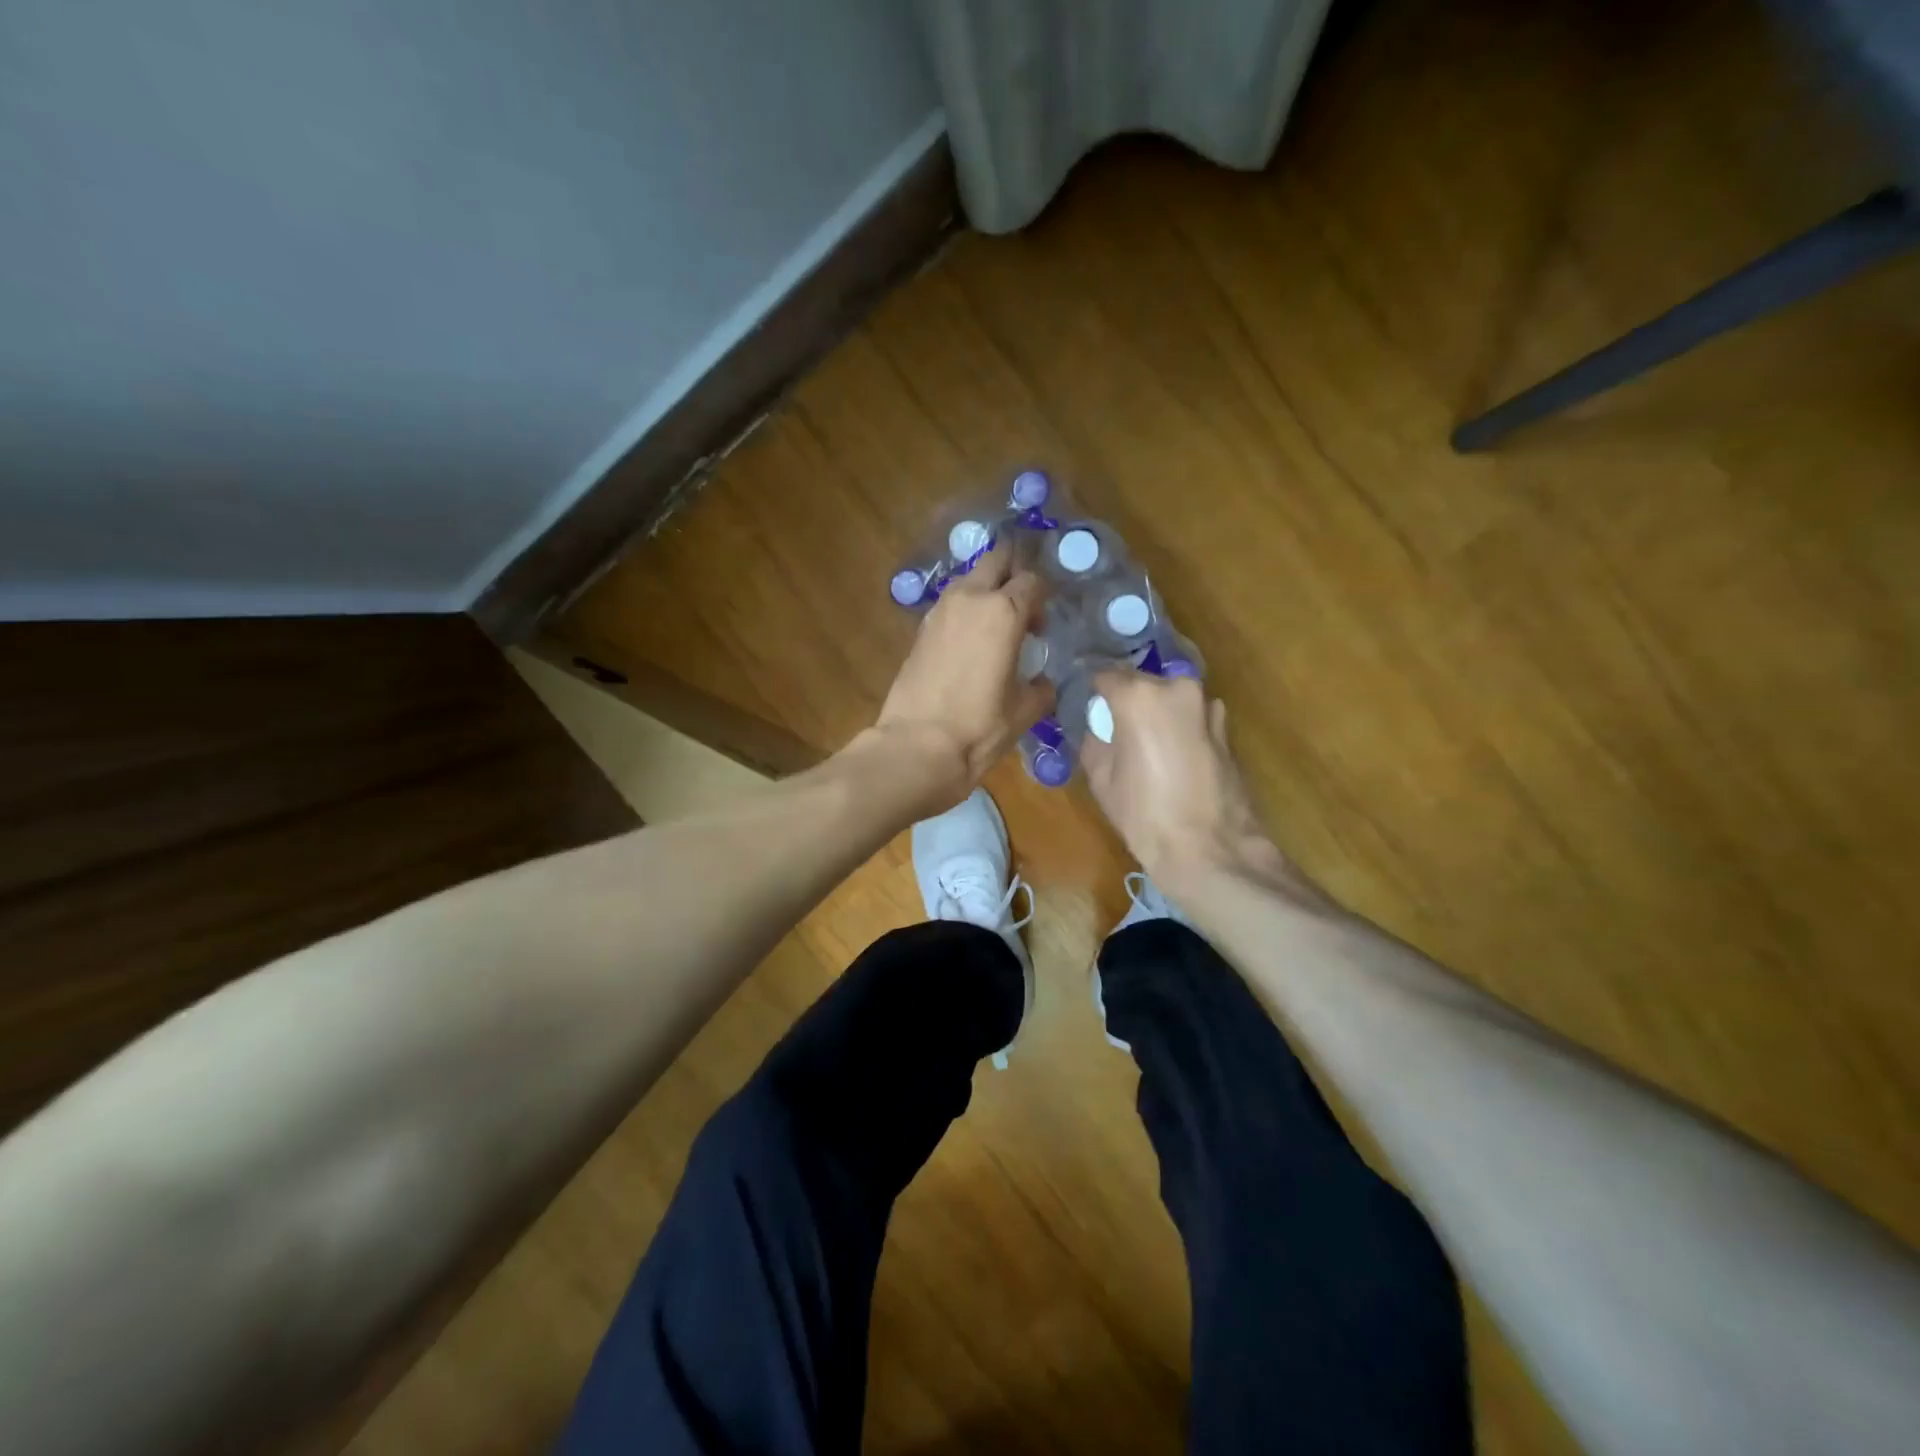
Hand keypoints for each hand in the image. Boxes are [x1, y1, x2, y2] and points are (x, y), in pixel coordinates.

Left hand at [871, 539, 1054, 805]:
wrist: (917, 746)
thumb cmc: (979, 727)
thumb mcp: (1024, 710)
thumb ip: (1041, 688)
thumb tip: (1042, 682)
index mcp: (1004, 611)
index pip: (1032, 581)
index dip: (1043, 598)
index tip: (1044, 626)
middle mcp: (970, 598)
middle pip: (997, 561)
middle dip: (1013, 571)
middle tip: (1023, 604)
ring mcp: (940, 611)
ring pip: (969, 579)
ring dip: (986, 590)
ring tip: (997, 625)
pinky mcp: (920, 629)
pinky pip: (951, 604)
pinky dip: (965, 610)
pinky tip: (972, 641)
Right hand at [1080, 671, 1325, 906]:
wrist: (1208, 849)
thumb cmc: (1144, 814)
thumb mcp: (1100, 778)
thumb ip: (1095, 741)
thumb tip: (1099, 730)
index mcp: (1138, 696)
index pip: (1106, 676)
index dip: (1094, 690)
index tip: (1088, 705)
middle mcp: (1176, 689)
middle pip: (1142, 684)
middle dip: (1128, 700)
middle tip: (1116, 727)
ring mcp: (1207, 708)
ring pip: (1171, 699)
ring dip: (1159, 713)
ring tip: (1148, 744)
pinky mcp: (1226, 730)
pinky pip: (1193, 718)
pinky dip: (1181, 728)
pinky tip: (1175, 758)